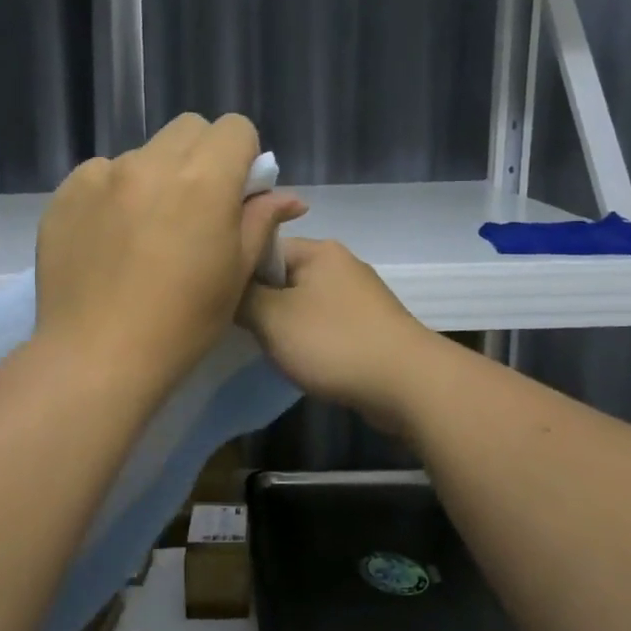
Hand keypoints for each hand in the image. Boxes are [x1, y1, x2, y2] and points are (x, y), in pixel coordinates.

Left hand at [35, 114, 305, 389]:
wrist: (96, 356)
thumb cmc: (182, 323)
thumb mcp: (235, 274)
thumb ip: (260, 222)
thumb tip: (286, 196)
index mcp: (204, 179)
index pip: (235, 127)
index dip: (242, 156)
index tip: (235, 192)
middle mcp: (151, 163)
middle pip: (188, 129)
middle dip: (201, 156)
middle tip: (195, 206)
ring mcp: (101, 175)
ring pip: (142, 153)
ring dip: (154, 176)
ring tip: (144, 230)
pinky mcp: (65, 193)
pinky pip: (100, 175)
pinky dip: (113, 193)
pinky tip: (109, 239)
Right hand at [239, 238, 437, 434]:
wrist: (407, 383)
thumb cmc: (333, 342)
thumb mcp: (272, 318)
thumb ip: (242, 297)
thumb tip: (228, 286)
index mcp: (319, 250)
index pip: (264, 247)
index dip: (239, 273)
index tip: (222, 302)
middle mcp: (341, 264)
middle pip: (284, 276)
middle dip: (262, 302)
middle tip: (242, 330)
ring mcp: (359, 296)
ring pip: (304, 303)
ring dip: (286, 324)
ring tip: (270, 348)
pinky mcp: (370, 326)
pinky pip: (326, 325)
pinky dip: (311, 339)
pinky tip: (302, 360)